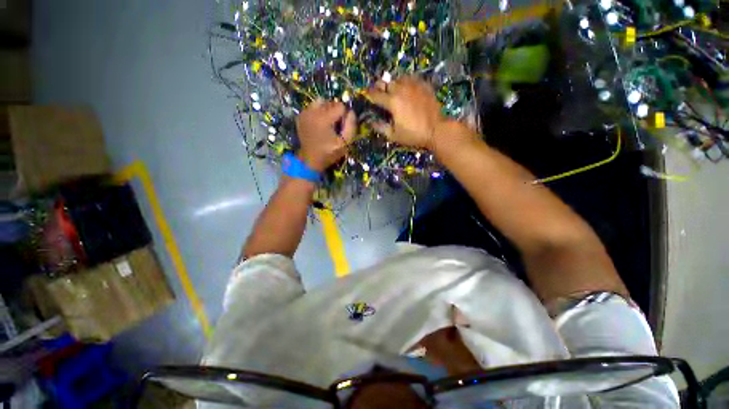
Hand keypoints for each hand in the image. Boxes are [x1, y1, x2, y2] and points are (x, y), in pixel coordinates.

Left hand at [296, 100, 355, 171]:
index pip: (340, 106)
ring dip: (326, 110)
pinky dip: (317, 112)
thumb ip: (351, 126)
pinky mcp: (300, 116)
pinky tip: (318, 124)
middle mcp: (313, 112)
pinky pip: (312, 107)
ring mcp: (305, 113)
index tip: (342, 126)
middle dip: (335, 112)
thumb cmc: (329, 153)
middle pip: (330, 102)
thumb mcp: (345, 143)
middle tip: (335, 126)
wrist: (310, 160)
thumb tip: (351, 112)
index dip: (344, 116)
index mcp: (324, 118)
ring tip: (327, 123)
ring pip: (320, 102)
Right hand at [366, 76, 445, 149]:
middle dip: (380, 87)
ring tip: (393, 89)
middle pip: (386, 83)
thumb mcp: (394, 135)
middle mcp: (401, 89)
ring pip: (399, 78)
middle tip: (379, 92)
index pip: (376, 95)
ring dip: (393, 83)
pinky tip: (407, 88)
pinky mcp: (424, 85)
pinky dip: (406, 81)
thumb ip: (381, 127)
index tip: (366, 95)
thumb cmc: (413, 135)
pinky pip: (412, 78)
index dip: (369, 95)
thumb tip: (371, 122)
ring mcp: (414, 86)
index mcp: (392, 102)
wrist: (436, 130)